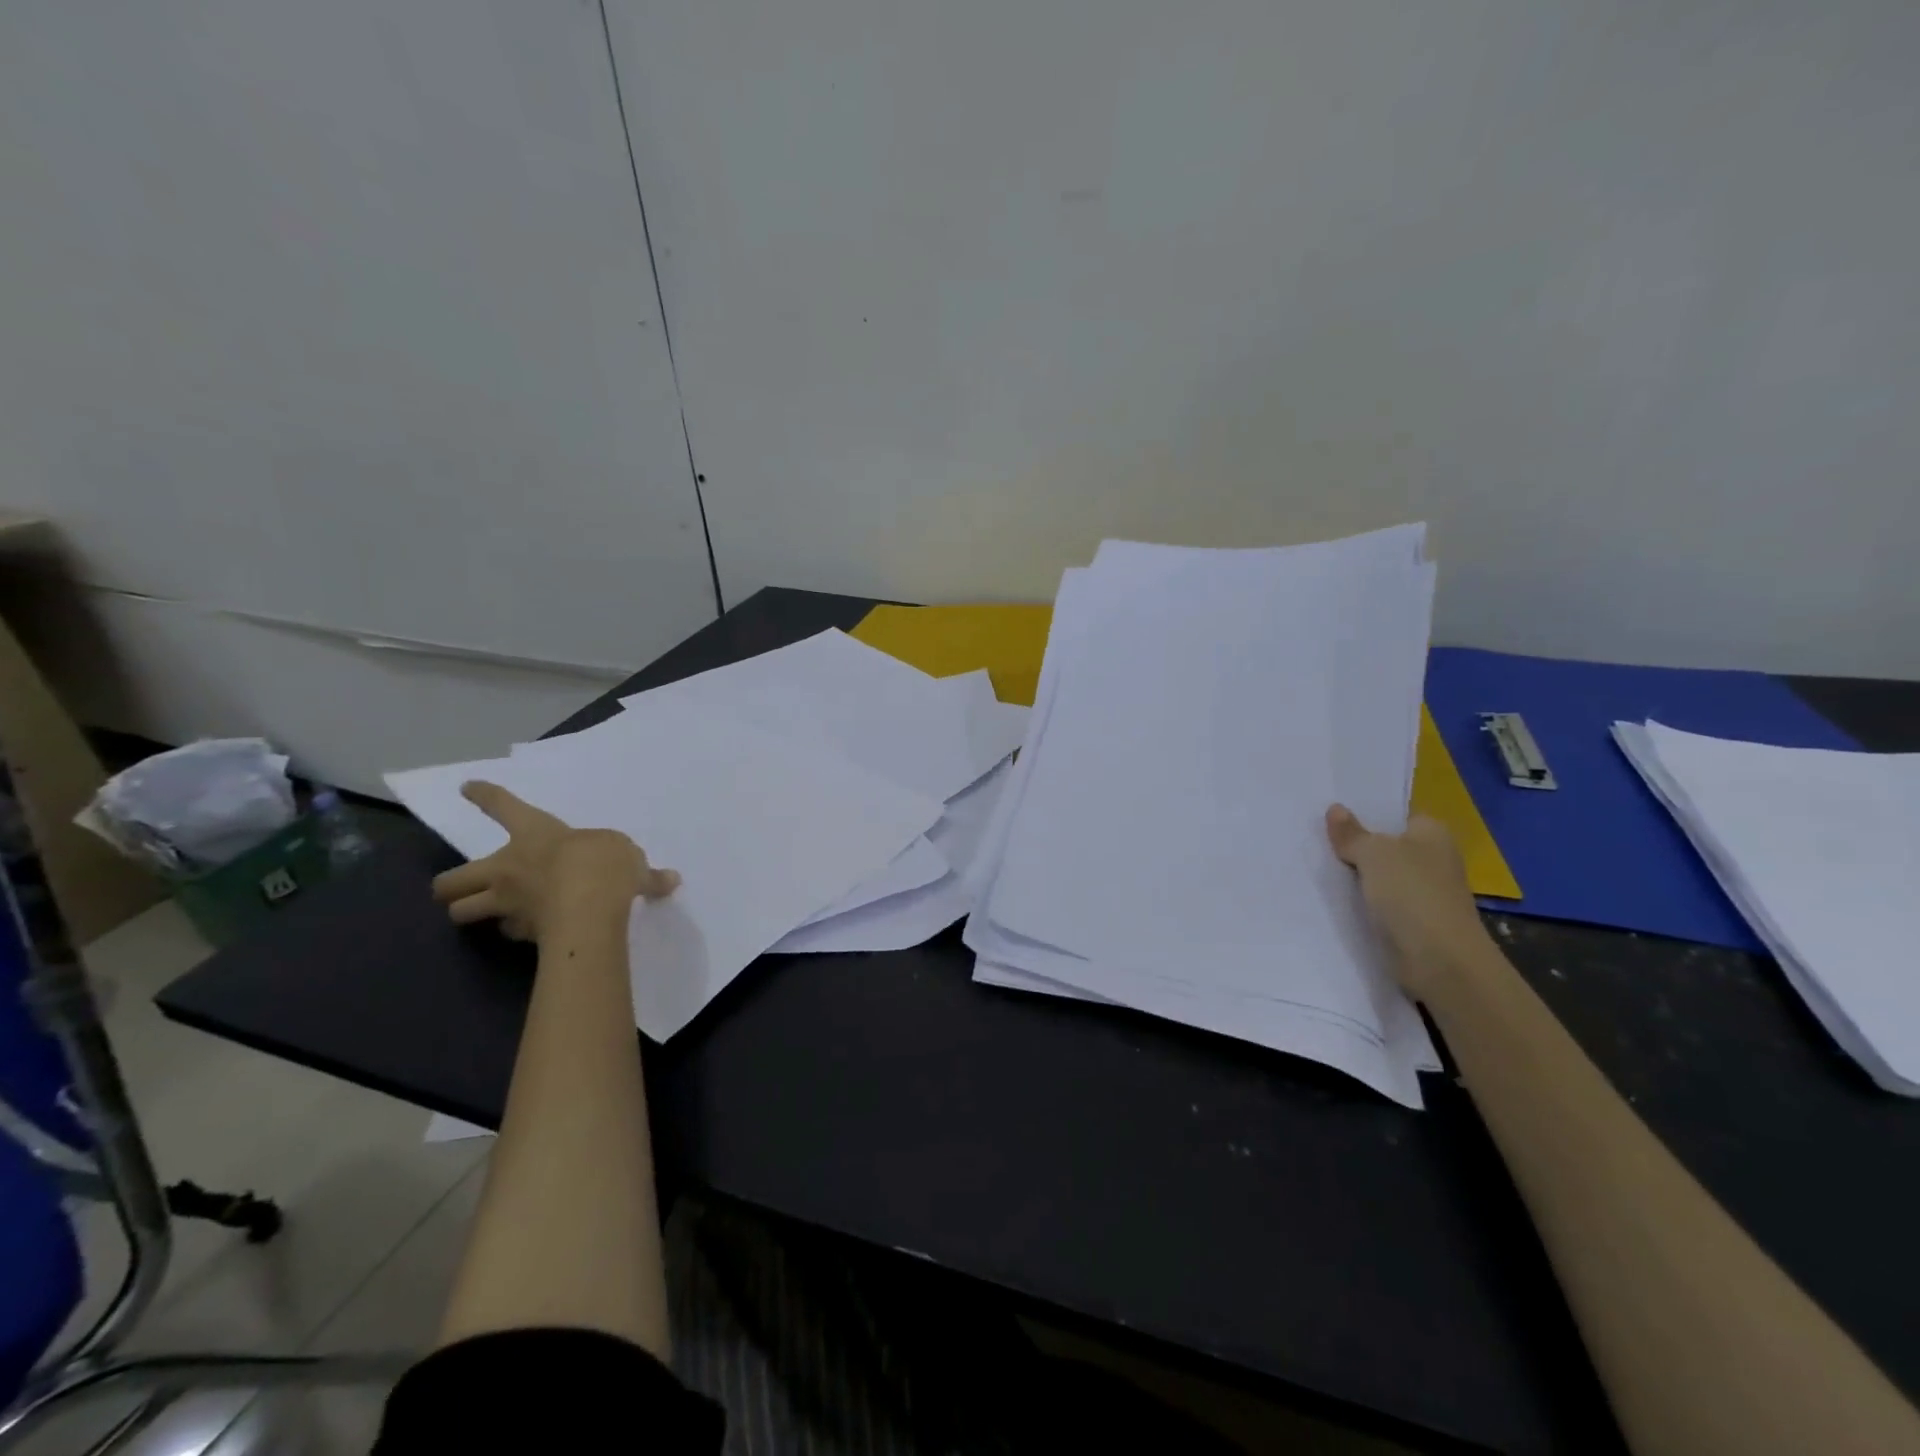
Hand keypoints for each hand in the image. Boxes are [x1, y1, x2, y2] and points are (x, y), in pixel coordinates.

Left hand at [431, 782, 678, 942]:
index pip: (503, 807)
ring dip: (469, 912)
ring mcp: (508, 903)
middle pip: (453, 878)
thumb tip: (669, 880)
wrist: (589, 910)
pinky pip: (508, 931)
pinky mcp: (518, 933)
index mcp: (534, 834)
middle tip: (463, 886)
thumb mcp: (628, 855)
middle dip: (451, 884)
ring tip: (484, 913)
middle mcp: (509, 867)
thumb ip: (641, 870)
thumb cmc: (602, 865)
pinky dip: (516, 930)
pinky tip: (531, 930)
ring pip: (461, 912)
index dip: (486, 795)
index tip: (468, 787)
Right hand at [1325, 805, 1489, 997]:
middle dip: (1357, 845)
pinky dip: (1362, 903)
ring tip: (1315, 865)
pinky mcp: (1414, 922)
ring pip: (1381, 876)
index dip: (1367, 813)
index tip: (1332, 814)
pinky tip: (1333, 899)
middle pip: (1387, 845)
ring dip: (1356, 876)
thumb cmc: (1412, 893)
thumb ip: (1352, 833)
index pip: (1397, 815)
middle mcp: (1434, 859)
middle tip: (1315, 836)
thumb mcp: (1374, 853)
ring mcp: (1425, 893)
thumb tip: (1335, 809)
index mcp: (1433, 833)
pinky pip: (1381, 903)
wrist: (1439, 960)